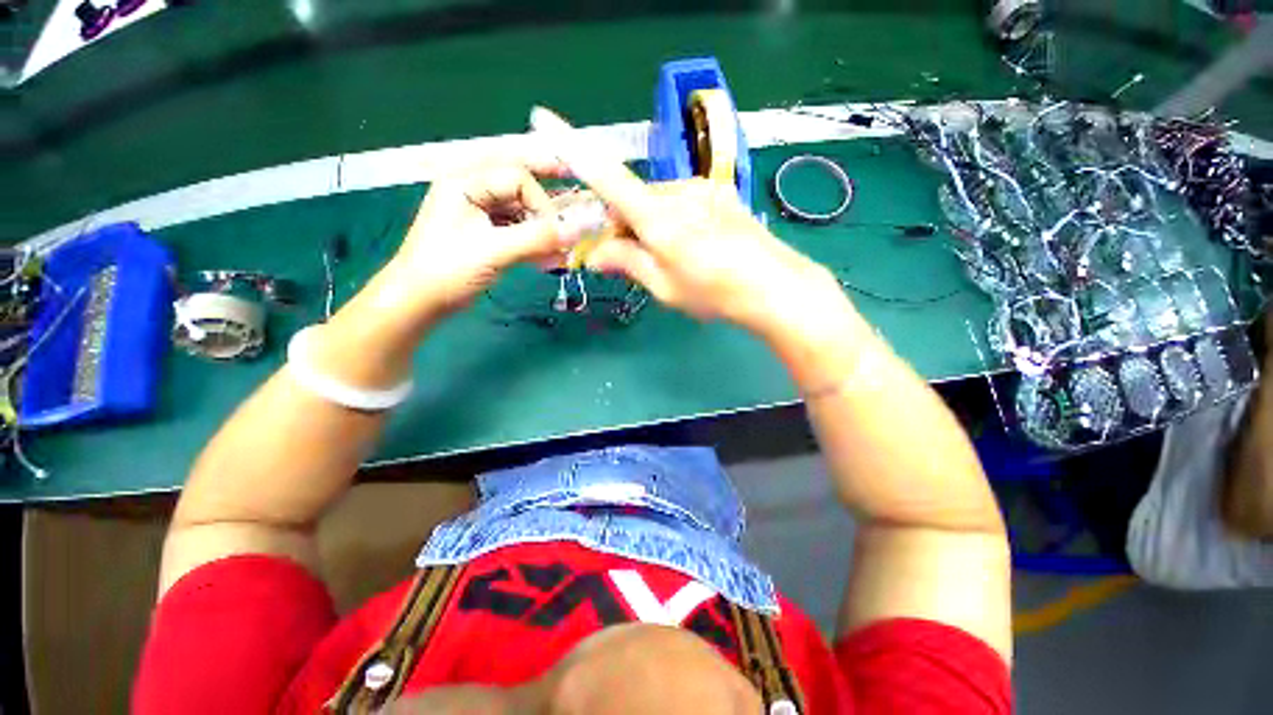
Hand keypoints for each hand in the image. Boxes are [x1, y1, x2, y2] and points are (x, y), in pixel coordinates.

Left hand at [384, 155, 581, 318]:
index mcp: (465, 182)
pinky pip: (514, 226)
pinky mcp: (482, 232)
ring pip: (518, 205)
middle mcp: (471, 189)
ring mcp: (476, 211)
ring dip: (541, 221)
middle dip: (545, 185)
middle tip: (572, 181)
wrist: (419, 301)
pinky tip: (546, 252)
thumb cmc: (448, 270)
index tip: (557, 232)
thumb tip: (577, 231)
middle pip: (516, 179)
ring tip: (560, 240)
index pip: (517, 177)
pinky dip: (532, 236)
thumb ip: (536, 238)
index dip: (542, 202)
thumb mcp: (494, 251)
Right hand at [529, 110, 841, 335]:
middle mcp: (679, 192)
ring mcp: (703, 190)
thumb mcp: (664, 287)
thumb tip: (594, 254)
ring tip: (665, 259)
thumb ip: (627, 263)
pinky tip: (689, 246)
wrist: (775, 287)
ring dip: (648, 224)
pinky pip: (681, 202)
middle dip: (621, 224)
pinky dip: (671, 220)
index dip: (574, 149)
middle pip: (633, 199)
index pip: (607, 177)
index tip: (544, 119)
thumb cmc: (715, 293)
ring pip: (658, 202)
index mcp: (659, 217)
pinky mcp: (720, 194)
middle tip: (621, 258)